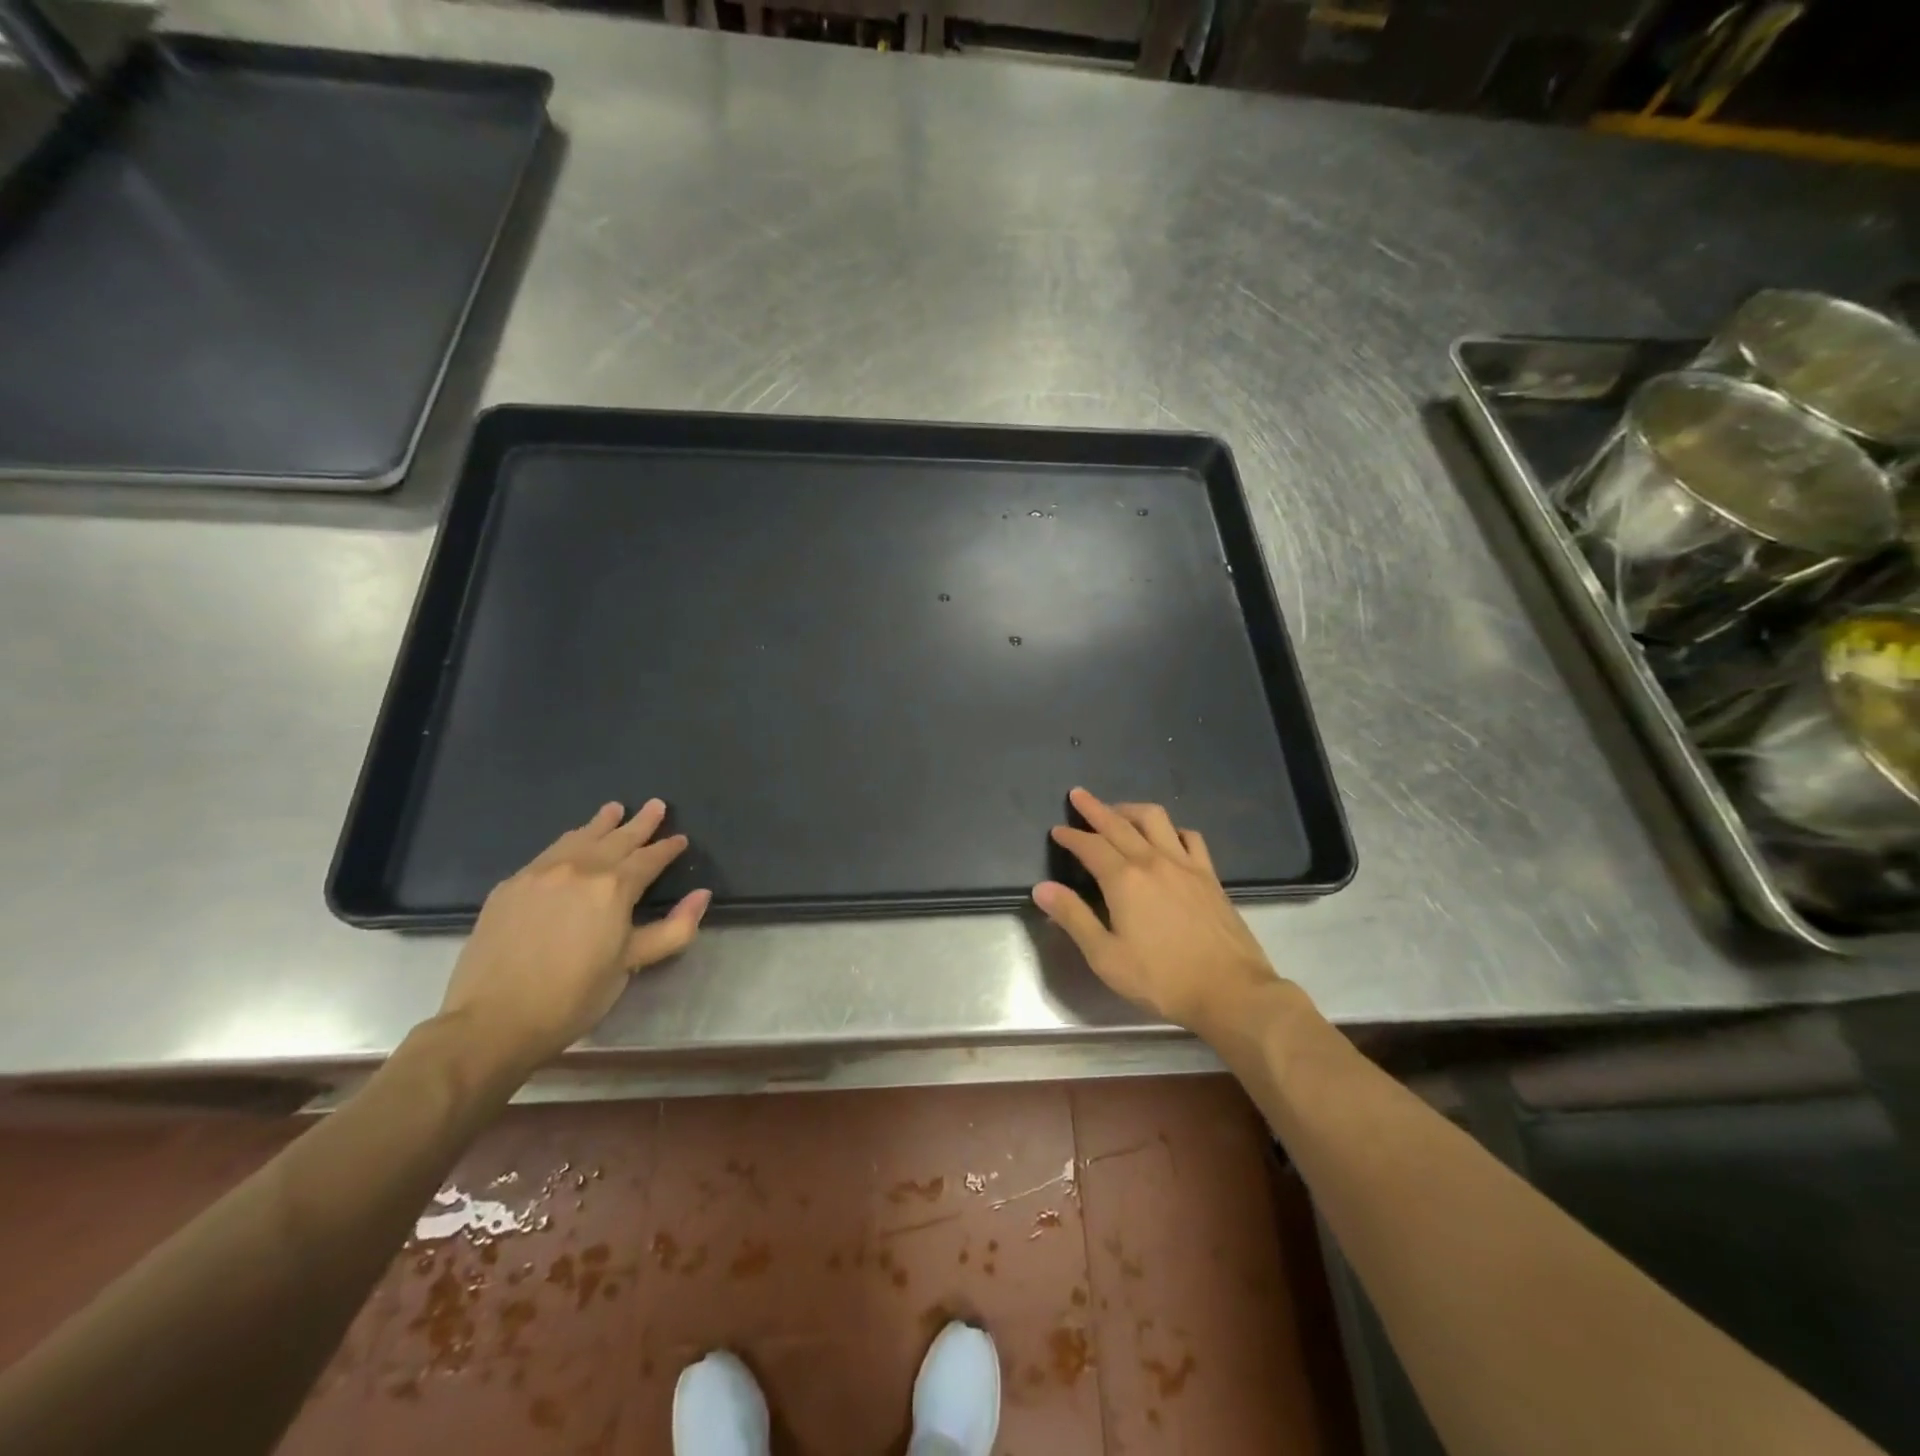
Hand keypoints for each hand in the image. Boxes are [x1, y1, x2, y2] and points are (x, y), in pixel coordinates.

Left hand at [438, 800, 710, 1072]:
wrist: (491, 1020)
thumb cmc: (573, 997)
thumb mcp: (632, 965)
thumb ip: (674, 929)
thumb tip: (702, 895)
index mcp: (614, 888)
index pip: (649, 859)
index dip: (668, 848)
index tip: (680, 839)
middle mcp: (579, 869)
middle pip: (617, 838)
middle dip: (640, 823)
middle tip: (656, 805)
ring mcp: (540, 873)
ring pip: (579, 838)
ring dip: (602, 823)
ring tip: (615, 808)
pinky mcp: (511, 885)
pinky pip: (549, 852)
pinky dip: (569, 840)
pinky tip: (572, 841)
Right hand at [1033, 787, 1292, 1035]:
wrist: (1231, 991)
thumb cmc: (1162, 979)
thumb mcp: (1106, 956)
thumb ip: (1073, 918)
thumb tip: (1042, 888)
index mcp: (1124, 879)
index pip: (1090, 846)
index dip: (1071, 836)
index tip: (1057, 830)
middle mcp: (1153, 861)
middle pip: (1119, 823)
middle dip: (1095, 808)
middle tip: (1078, 795)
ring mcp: (1186, 864)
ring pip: (1155, 819)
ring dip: (1131, 809)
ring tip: (1118, 811)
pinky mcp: (1209, 876)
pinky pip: (1189, 837)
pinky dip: (1172, 829)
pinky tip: (1167, 836)